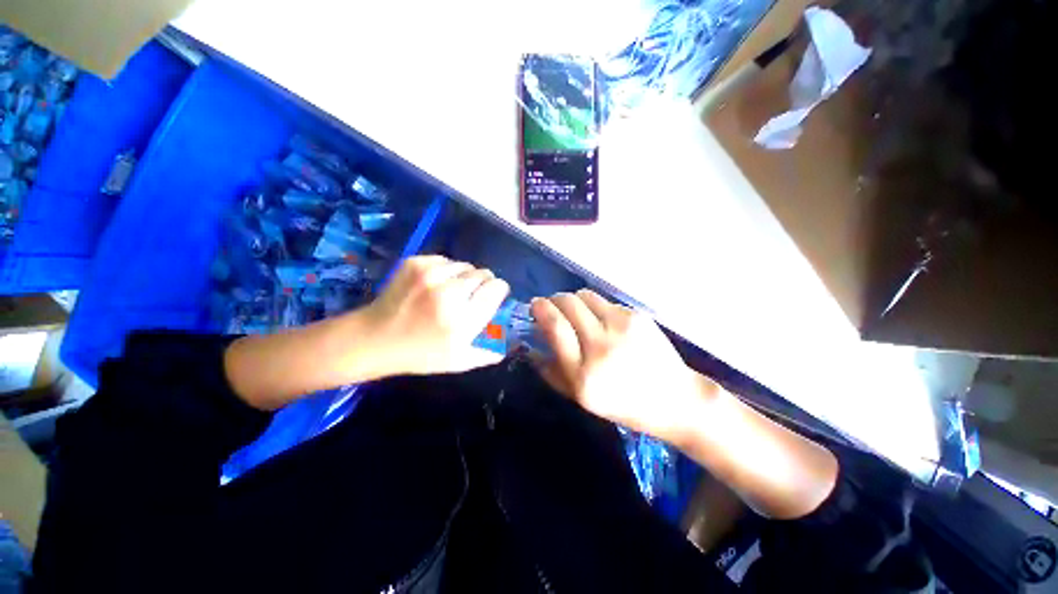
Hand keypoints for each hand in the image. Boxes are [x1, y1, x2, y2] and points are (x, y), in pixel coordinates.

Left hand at [359, 255, 510, 376]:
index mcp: (463, 320)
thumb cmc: (420, 354)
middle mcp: (449, 293)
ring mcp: (430, 274)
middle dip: (484, 283)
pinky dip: (446, 270)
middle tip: (471, 295)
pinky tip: (435, 284)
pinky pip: (446, 260)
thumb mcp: (458, 362)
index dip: (499, 290)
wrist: (375, 338)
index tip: (494, 295)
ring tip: (452, 290)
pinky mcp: (415, 263)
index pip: (496, 289)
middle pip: (483, 273)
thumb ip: (488, 353)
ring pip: (465, 265)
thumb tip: (508, 344)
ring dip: (465, 276)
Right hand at [531, 289, 708, 443]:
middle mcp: (601, 345)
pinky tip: (602, 321)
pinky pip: (605, 301)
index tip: (535, 305)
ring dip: (573, 300)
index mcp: (584, 373)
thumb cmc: (623, 404)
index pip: (555, 325)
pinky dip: (595, 307)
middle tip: (552, 307)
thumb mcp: (580, 399)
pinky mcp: (636, 316)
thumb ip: (551, 372)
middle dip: (554, 299)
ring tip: (577, 313)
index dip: (541, 308)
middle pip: (568, 303)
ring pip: (585, 295)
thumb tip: (530, 345)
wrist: (675, 399)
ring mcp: (622, 327)